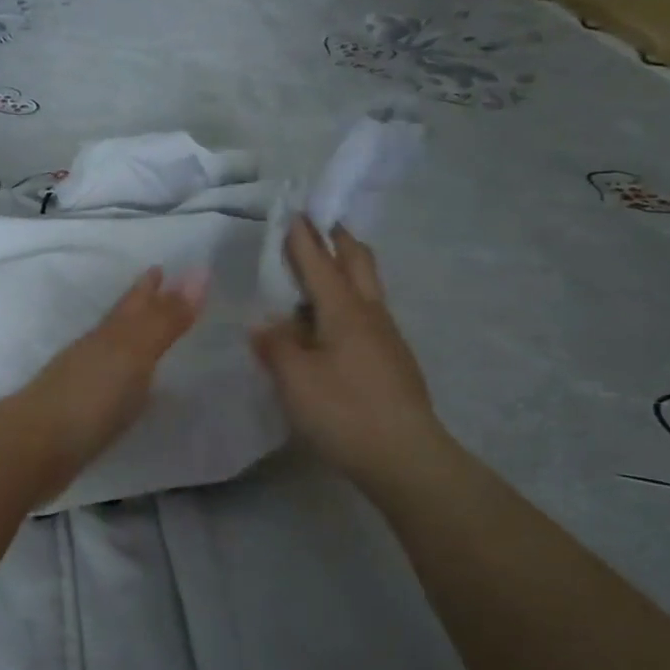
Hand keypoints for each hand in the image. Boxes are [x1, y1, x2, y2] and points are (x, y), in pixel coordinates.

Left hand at [13, 267, 207, 481]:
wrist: (35, 448)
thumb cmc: (90, 396)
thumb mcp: (134, 353)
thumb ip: (166, 319)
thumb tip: (200, 269)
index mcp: (108, 334)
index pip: (133, 303)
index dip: (148, 286)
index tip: (160, 267)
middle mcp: (93, 352)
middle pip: (119, 323)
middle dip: (139, 307)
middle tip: (158, 291)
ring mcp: (81, 384)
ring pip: (110, 353)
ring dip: (130, 342)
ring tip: (147, 339)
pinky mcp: (78, 416)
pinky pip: (107, 386)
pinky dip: (121, 379)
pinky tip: (128, 390)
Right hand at [251, 218, 449, 493]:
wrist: (405, 457)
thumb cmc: (344, 412)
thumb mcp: (295, 380)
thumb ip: (276, 346)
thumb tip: (264, 326)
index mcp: (344, 311)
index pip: (319, 263)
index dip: (304, 238)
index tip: (295, 212)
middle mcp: (371, 314)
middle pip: (359, 262)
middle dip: (339, 239)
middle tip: (322, 224)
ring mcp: (388, 338)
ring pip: (368, 288)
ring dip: (348, 269)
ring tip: (324, 271)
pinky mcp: (394, 361)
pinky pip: (369, 315)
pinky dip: (351, 301)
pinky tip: (335, 325)